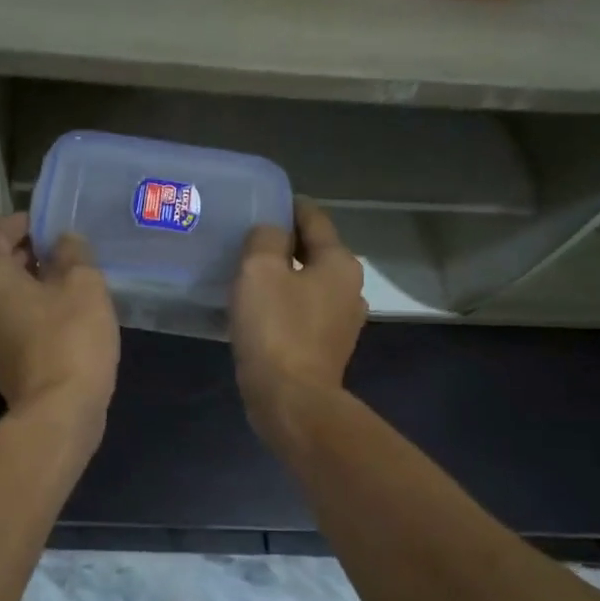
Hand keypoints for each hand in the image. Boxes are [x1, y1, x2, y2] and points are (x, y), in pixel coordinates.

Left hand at [0, 213, 119, 433]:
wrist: (60, 412)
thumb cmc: (70, 337)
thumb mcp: (83, 284)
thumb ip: (73, 254)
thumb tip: (65, 241)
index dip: (21, 223)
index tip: (46, 220)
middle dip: (29, 256)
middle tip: (63, 250)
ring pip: (7, 302)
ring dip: (32, 289)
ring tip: (68, 284)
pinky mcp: (3, 368)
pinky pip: (15, 329)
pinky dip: (34, 316)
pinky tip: (66, 319)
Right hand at [231, 198, 366, 439]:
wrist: (291, 399)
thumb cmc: (276, 328)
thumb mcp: (260, 270)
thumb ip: (266, 238)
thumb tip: (271, 231)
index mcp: (340, 263)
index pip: (314, 219)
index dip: (289, 206)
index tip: (264, 201)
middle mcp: (350, 288)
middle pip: (315, 252)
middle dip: (286, 243)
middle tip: (249, 239)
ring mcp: (342, 322)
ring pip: (310, 284)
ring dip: (286, 276)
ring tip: (251, 274)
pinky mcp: (327, 348)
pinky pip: (304, 312)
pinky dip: (286, 304)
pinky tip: (261, 309)